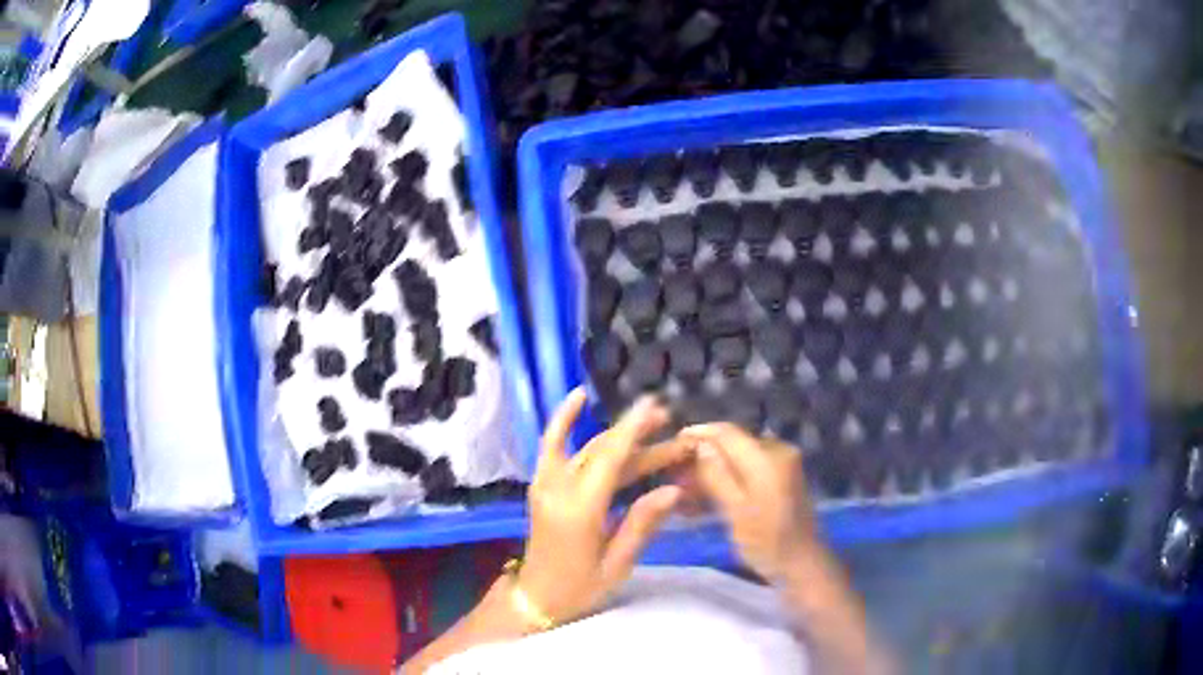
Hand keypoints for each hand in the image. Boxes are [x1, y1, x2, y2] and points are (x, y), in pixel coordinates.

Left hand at [518, 389, 687, 625]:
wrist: (536, 598)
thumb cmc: (580, 588)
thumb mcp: (617, 564)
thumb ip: (642, 523)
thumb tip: (674, 489)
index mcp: (580, 510)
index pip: (611, 459)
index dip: (633, 429)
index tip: (655, 406)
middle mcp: (558, 489)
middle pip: (603, 451)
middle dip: (639, 435)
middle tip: (671, 424)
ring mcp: (544, 484)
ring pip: (585, 447)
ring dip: (616, 432)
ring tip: (650, 420)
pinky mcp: (540, 485)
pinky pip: (553, 445)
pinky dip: (563, 420)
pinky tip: (578, 397)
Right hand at [679, 423, 818, 582]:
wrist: (802, 562)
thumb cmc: (767, 541)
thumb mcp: (736, 511)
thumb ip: (718, 475)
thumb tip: (700, 444)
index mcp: (767, 457)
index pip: (727, 432)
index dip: (699, 432)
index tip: (673, 442)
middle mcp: (778, 450)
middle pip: (733, 442)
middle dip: (704, 454)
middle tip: (676, 473)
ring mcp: (782, 462)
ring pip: (739, 455)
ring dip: (715, 467)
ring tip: (689, 486)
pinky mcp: (782, 475)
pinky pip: (749, 466)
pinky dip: (730, 475)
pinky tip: (711, 492)